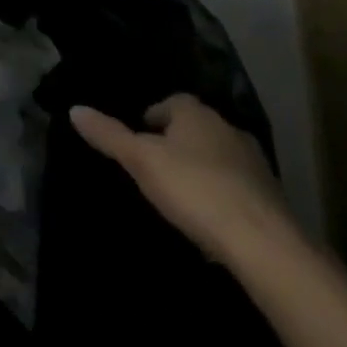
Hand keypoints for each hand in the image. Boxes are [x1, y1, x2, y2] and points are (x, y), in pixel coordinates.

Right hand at [71, 93, 289, 256]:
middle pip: (196, 129)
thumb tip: (74, 109)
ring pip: (219, 158)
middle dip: (177, 143)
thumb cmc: (194, 189)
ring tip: (180, 195)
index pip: (171, 102)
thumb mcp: (141, 161)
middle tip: (155, 166)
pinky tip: (210, 220)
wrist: (264, 244)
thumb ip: (109, 135)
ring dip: (202, 170)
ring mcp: (255, 165)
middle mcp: (229, 129)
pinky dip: (223, 196)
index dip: (152, 117)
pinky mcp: (272, 199)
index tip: (139, 138)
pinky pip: (238, 188)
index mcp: (197, 114)